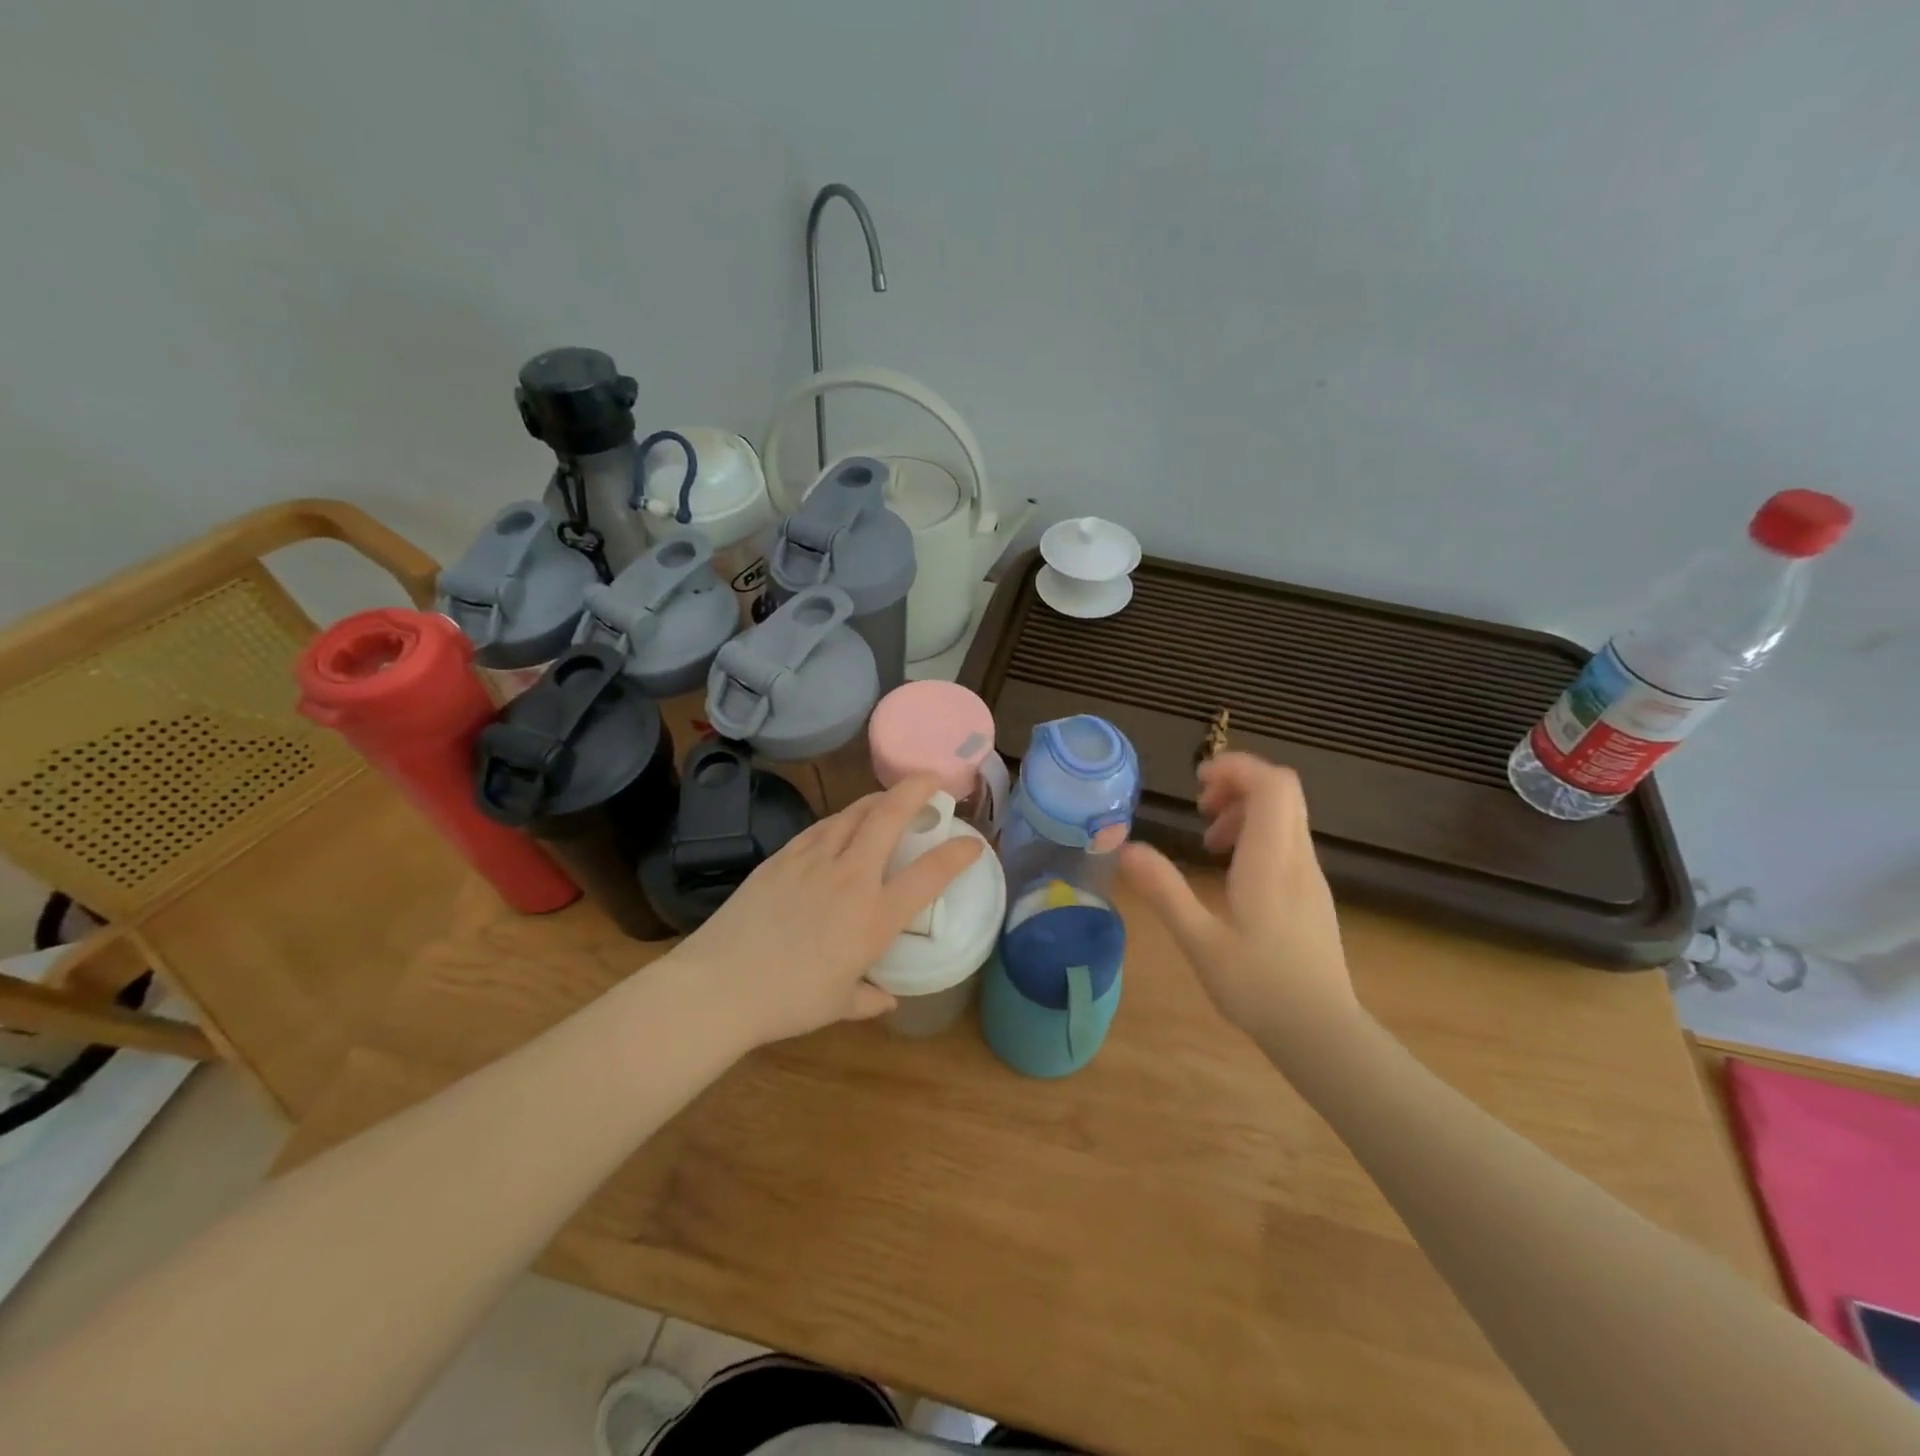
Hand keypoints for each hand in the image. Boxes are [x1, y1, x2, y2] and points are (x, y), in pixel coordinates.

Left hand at [674, 775, 984, 1048]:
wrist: (719, 986)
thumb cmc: (787, 1001)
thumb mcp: (838, 1004)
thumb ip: (869, 998)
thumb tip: (887, 999)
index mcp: (874, 917)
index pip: (929, 874)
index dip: (958, 853)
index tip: (972, 843)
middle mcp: (850, 878)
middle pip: (889, 817)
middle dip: (915, 790)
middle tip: (931, 780)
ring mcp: (813, 861)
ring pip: (853, 813)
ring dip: (878, 799)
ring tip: (890, 797)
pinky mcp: (782, 857)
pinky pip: (820, 827)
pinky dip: (840, 819)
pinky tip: (841, 823)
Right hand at [1119, 753, 1356, 1041]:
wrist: (1321, 1032)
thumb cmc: (1258, 987)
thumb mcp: (1199, 940)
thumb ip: (1164, 890)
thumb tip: (1125, 847)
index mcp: (1271, 861)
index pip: (1272, 784)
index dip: (1236, 767)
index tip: (1197, 782)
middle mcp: (1297, 858)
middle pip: (1282, 790)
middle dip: (1238, 783)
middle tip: (1200, 807)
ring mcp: (1310, 875)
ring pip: (1286, 814)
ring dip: (1245, 810)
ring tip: (1209, 842)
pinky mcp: (1312, 892)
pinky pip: (1287, 839)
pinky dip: (1257, 834)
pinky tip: (1231, 870)